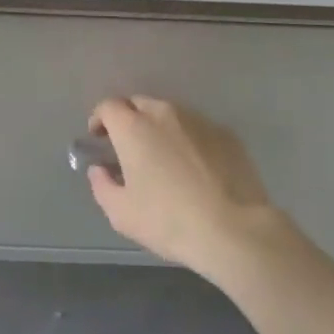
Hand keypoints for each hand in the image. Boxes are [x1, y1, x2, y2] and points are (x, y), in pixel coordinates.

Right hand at [85, 96, 291, 281]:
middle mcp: (164, 113)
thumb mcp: (121, 213)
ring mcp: (198, 120)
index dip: (99, 119)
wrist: (234, 229)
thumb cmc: (168, 220)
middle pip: (139, 104)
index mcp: (134, 127)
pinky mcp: (226, 133)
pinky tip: (196, 167)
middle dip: (129, 120)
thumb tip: (99, 169)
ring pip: (170, 114)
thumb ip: (101, 185)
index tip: (99, 139)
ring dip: (160, 128)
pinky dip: (189, 140)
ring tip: (165, 158)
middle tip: (130, 149)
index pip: (108, 106)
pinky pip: (198, 128)